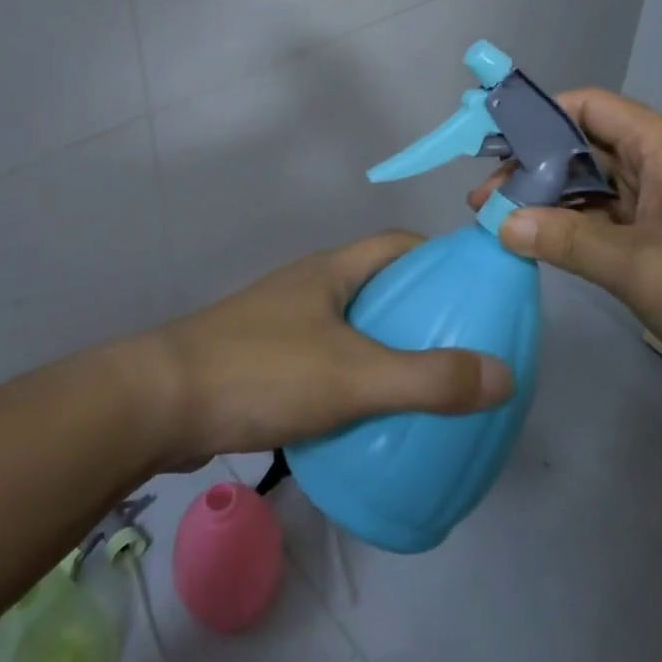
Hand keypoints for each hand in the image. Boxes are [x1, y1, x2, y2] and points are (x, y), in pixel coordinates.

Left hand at [127, 233, 513, 469]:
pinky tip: (364, 416)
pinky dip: (352, 377)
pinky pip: (324, 359)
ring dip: (384, 346)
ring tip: (422, 384)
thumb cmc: (262, 372)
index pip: (397, 244)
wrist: (158, 404)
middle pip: (377, 285)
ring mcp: (281, 322)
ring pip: (349, 325)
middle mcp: (308, 286)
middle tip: (458, 345)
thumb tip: (504, 374)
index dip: (438, 258)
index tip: (473, 289)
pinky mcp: (262, 360)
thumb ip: (428, 379)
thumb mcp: (354, 376)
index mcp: (332, 271)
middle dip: (417, 309)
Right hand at [469, 89, 661, 389]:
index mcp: (658, 147)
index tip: (491, 144)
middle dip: (532, 169)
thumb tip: (503, 224)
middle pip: (583, 146)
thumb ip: (568, 241)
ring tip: (501, 224)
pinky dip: (575, 227)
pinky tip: (542, 245)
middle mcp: (658, 163)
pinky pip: (610, 218)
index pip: (587, 106)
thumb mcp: (640, 267)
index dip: (538, 115)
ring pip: (594, 185)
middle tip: (484, 202)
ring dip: (551, 202)